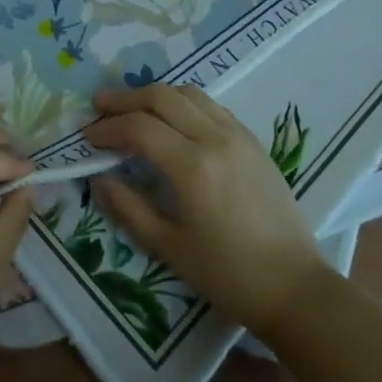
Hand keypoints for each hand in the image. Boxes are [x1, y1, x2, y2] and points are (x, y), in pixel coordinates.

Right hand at [83, 84, 327, 340]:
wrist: (295, 287)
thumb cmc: (228, 275)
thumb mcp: (168, 247)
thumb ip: (128, 207)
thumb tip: (98, 178)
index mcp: (192, 166)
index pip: (138, 127)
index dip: (107, 128)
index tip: (87, 137)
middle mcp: (214, 138)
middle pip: (161, 96)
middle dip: (125, 98)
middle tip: (100, 107)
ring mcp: (237, 135)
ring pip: (188, 93)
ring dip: (155, 95)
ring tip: (133, 109)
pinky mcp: (253, 141)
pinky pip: (211, 106)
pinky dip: (183, 103)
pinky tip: (173, 121)